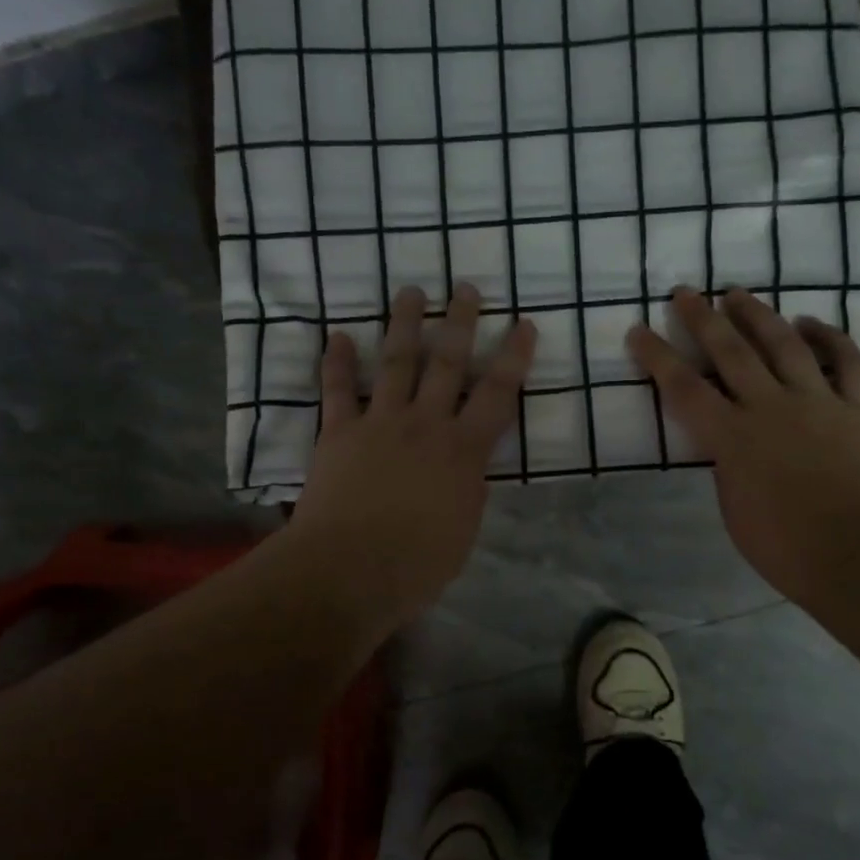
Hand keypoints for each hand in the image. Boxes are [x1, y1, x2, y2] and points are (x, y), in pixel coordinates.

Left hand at [288, 283, 536, 625]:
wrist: (349, 571)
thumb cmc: (416, 564)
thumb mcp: (464, 529)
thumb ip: (468, 489)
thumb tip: (469, 468)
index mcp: (463, 450)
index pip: (498, 394)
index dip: (514, 357)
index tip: (524, 324)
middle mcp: (425, 424)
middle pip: (447, 363)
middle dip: (459, 322)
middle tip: (465, 288)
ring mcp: (380, 422)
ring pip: (396, 362)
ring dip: (404, 324)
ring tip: (409, 291)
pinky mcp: (339, 432)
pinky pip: (336, 389)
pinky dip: (336, 362)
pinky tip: (336, 335)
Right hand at [627, 287, 859, 608]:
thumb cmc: (786, 549)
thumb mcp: (733, 510)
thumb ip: (726, 465)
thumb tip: (730, 441)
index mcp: (732, 437)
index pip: (683, 387)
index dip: (656, 356)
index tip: (638, 330)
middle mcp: (771, 407)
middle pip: (731, 351)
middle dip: (703, 318)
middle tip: (686, 292)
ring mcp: (818, 403)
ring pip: (785, 344)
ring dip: (758, 315)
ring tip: (738, 293)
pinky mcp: (858, 409)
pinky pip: (847, 362)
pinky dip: (829, 337)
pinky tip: (810, 323)